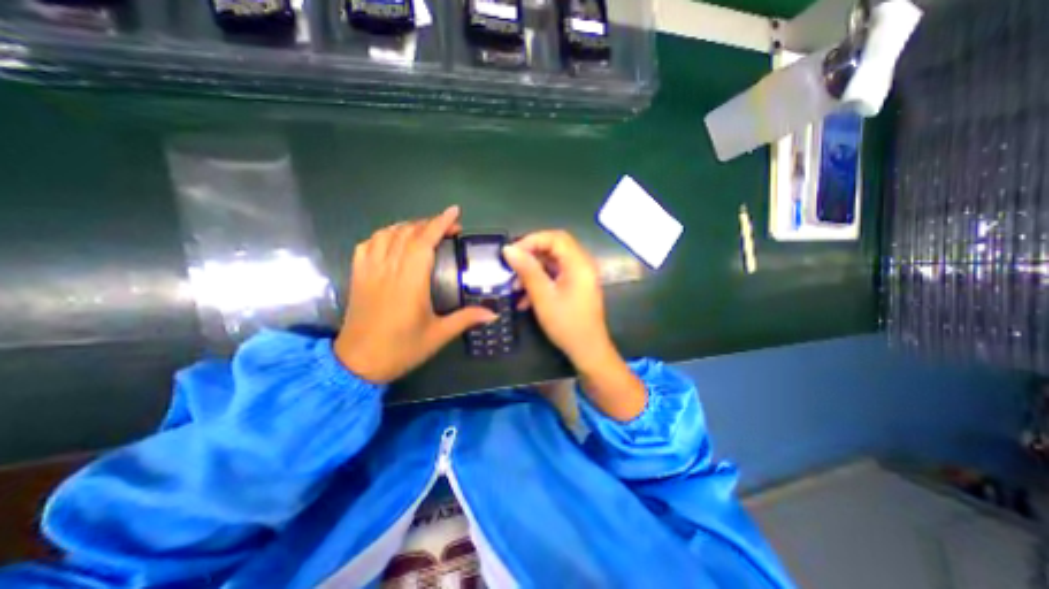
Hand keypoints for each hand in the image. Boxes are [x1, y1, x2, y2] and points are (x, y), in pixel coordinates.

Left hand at [337, 204, 499, 382]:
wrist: (358, 363)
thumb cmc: (401, 349)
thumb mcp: (438, 335)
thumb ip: (466, 318)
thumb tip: (494, 313)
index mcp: (410, 281)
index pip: (424, 242)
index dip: (439, 223)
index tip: (454, 212)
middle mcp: (389, 269)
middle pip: (408, 233)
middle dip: (430, 224)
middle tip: (449, 228)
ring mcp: (370, 271)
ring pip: (387, 234)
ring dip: (408, 227)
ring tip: (424, 232)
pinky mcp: (358, 276)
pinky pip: (368, 244)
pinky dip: (383, 235)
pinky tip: (393, 240)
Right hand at [499, 233, 607, 365]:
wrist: (587, 351)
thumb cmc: (566, 324)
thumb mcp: (543, 297)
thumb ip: (527, 270)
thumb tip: (508, 249)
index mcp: (579, 263)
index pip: (555, 237)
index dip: (531, 240)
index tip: (512, 254)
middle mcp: (582, 264)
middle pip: (553, 248)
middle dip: (530, 257)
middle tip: (511, 268)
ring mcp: (579, 276)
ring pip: (552, 263)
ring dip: (533, 272)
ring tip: (515, 288)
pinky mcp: (575, 286)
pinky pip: (555, 276)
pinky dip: (540, 283)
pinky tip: (525, 300)